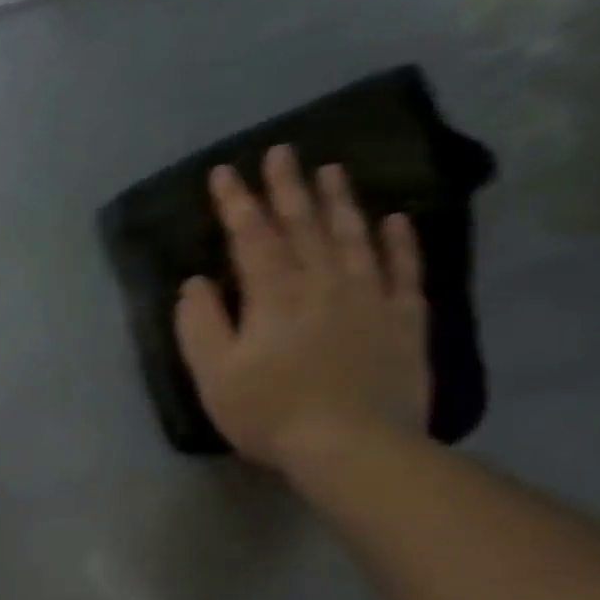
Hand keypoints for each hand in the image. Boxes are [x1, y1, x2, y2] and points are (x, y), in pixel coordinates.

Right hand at [173, 145, 428, 474]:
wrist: (353, 447)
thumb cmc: (269, 411)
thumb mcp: (213, 373)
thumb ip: (200, 323)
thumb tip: (196, 283)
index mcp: (273, 294)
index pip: (251, 236)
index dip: (236, 202)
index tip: (225, 171)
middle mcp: (323, 283)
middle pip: (304, 225)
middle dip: (288, 187)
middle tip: (283, 151)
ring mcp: (369, 299)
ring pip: (354, 238)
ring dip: (340, 201)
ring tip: (332, 170)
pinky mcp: (404, 322)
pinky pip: (403, 271)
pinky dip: (399, 242)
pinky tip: (394, 220)